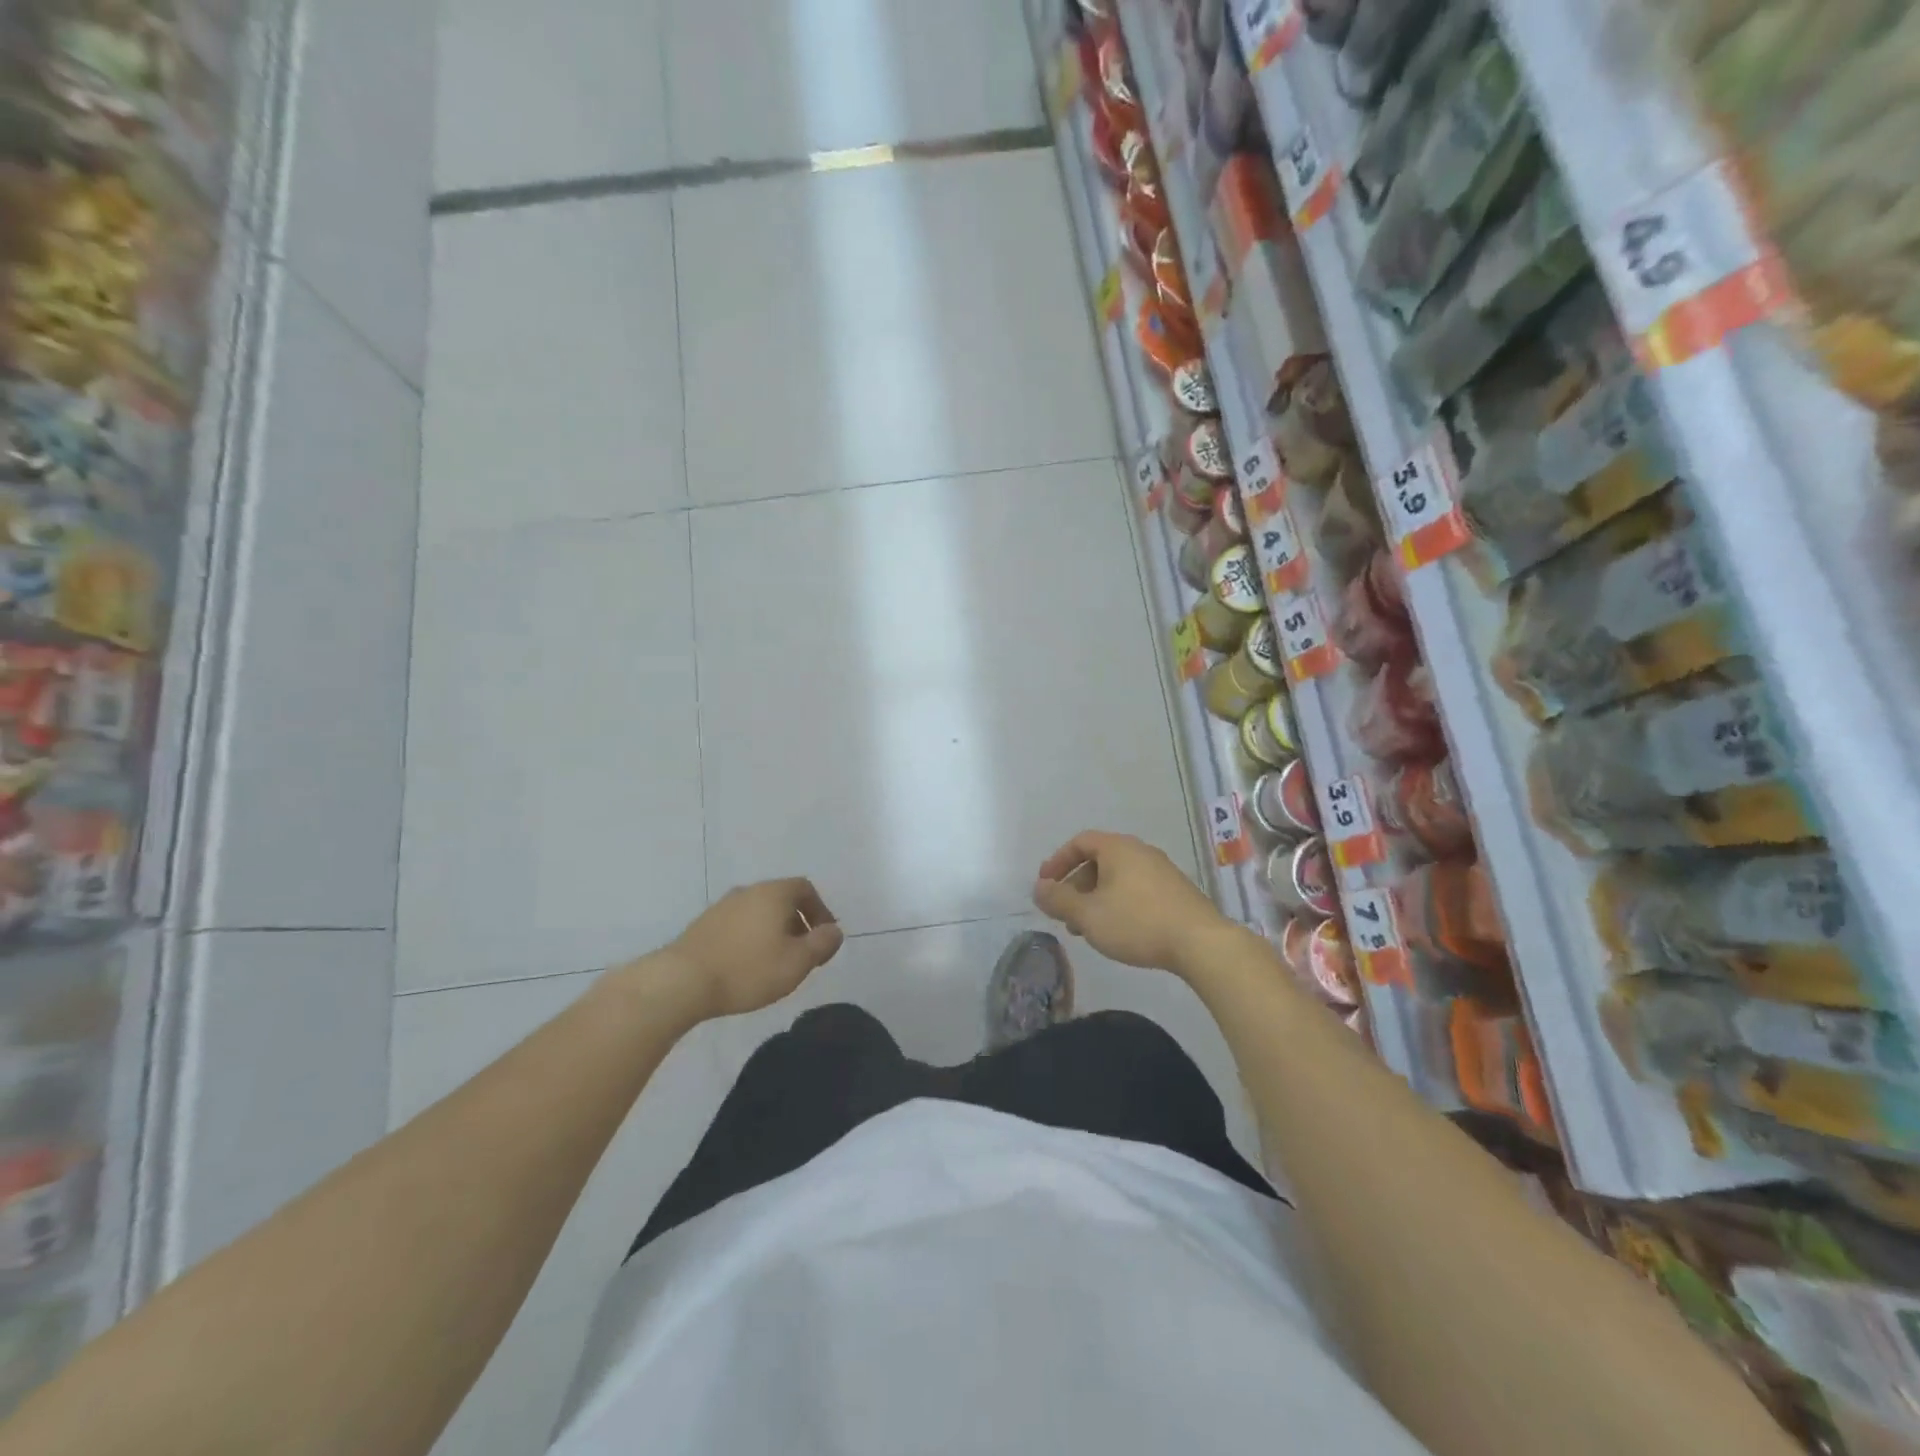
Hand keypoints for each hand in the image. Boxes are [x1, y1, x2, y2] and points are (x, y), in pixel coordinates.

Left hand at [663, 879, 843, 1018]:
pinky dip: (750, 939)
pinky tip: (746, 966)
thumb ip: (822, 943)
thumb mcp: (797, 962)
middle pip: (782, 899)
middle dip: (798, 924)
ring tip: (775, 963)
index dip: (820, 911)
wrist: (681, 982)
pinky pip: (738, 925)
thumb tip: (835, 931)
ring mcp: (722, 907)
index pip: (806, 889)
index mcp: (774, 893)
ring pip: (758, 913)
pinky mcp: (703, 925)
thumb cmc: (748, 969)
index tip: (824, 939)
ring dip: (773, 932)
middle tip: (803, 954)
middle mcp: (748, 891)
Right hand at [1032, 831, 1228, 973]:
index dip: (1058, 861)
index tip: (1045, 884)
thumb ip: (1059, 900)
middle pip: (1099, 860)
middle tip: (1064, 912)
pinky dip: (1118, 903)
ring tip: (1087, 928)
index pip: (1080, 842)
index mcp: (1118, 848)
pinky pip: (1137, 889)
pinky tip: (1118, 931)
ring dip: (1096, 897)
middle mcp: (1140, 851)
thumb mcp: (1088, 915)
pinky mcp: (1176, 891)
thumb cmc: (1137, 923)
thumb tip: (1039, 888)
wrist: (1201, 943)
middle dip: (1076, 885)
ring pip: (1118, 877)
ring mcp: (1162, 870)